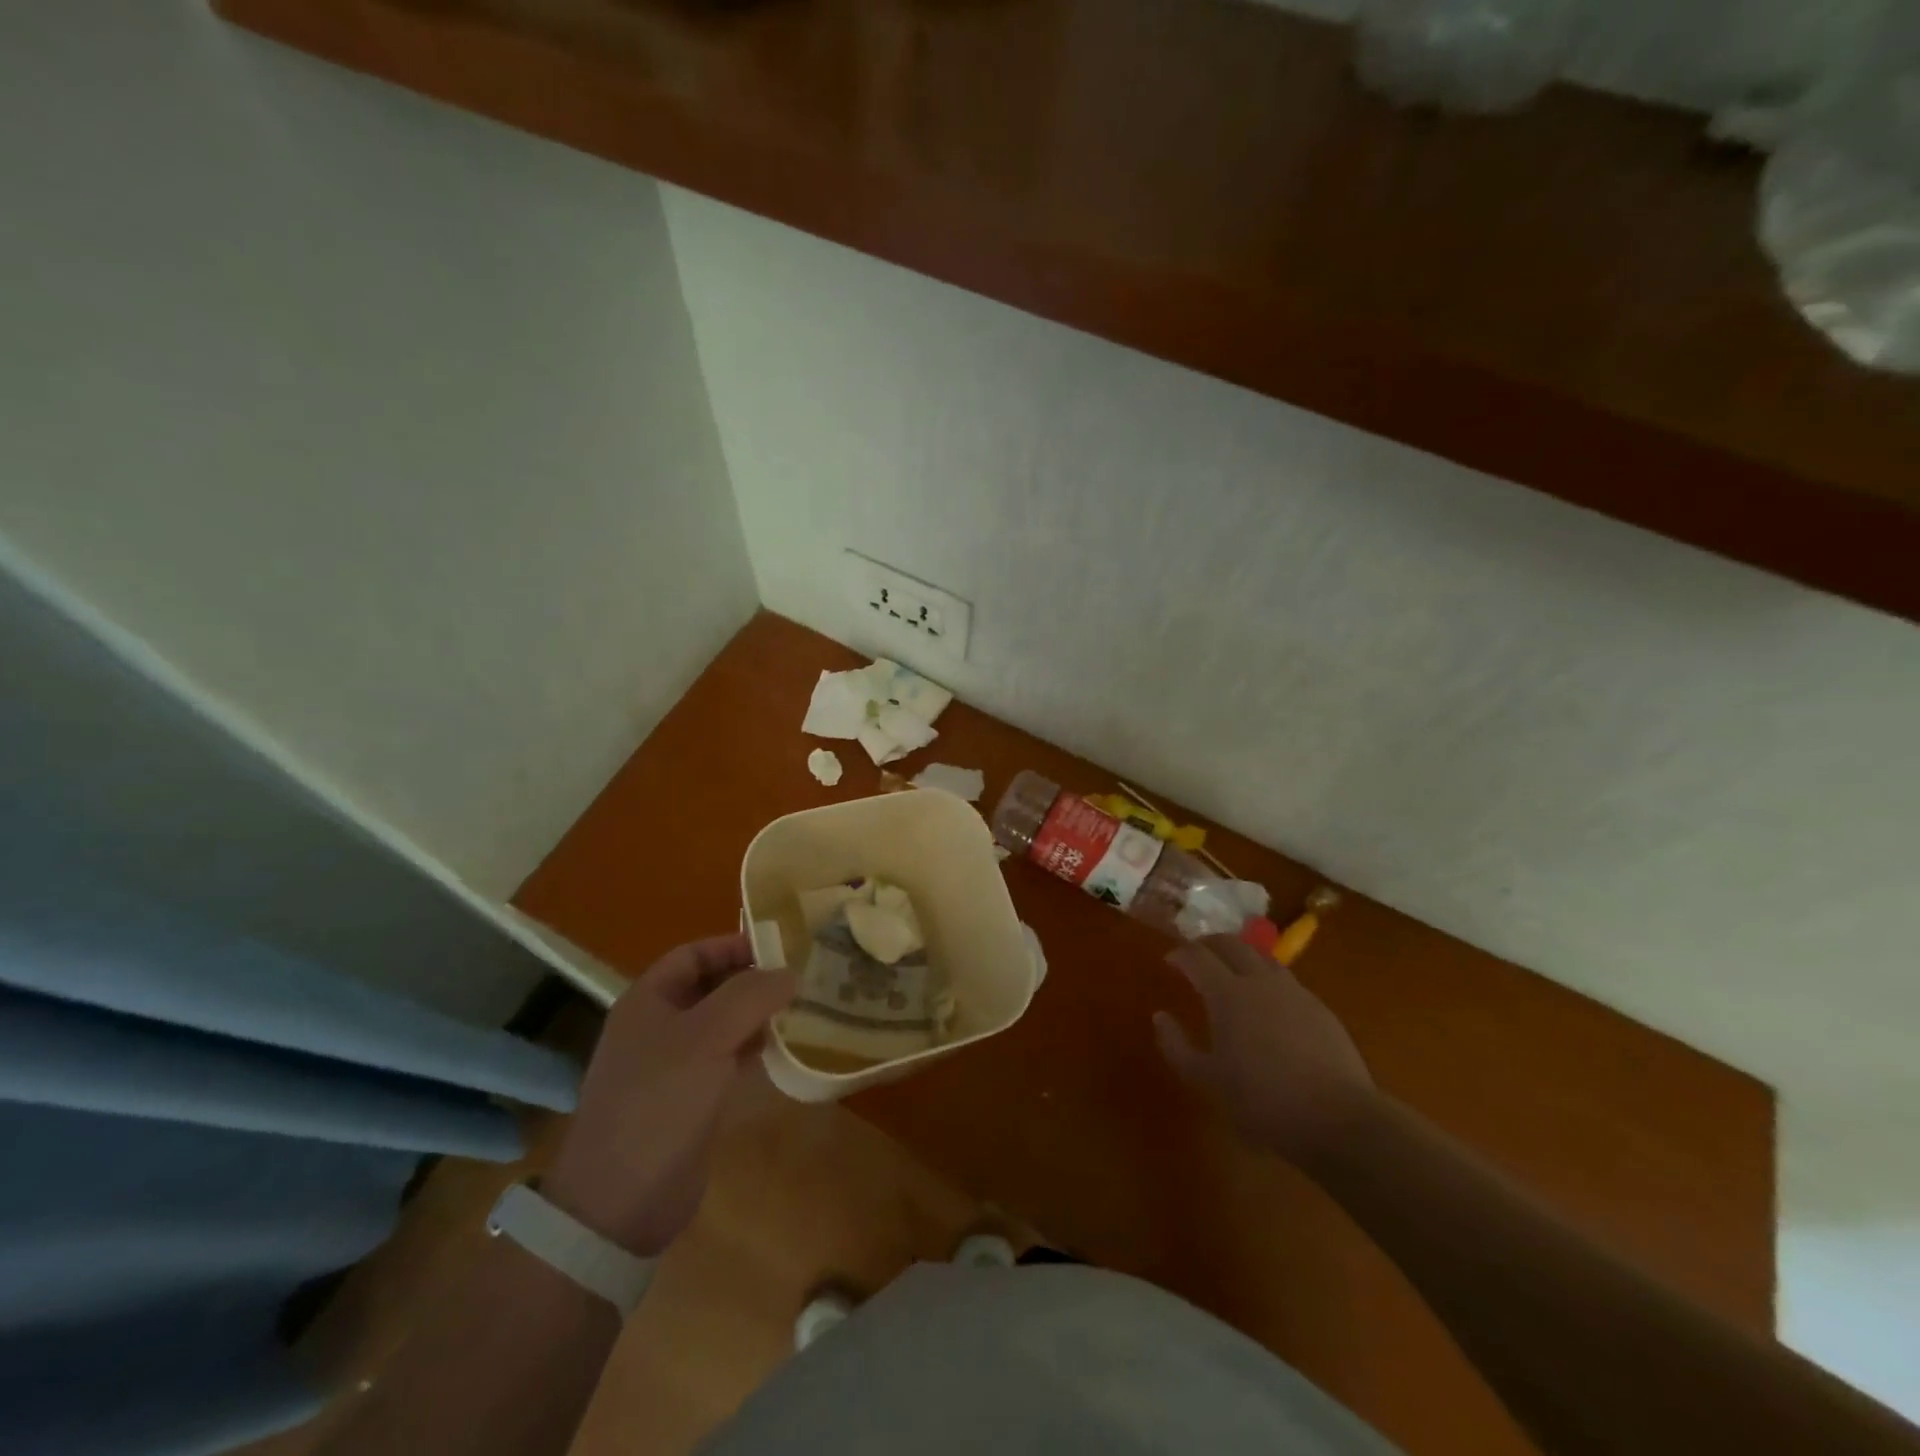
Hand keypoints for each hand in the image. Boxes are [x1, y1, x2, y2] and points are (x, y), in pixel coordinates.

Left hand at [542, 934, 795, 1256]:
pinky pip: (725, 1060)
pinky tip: (783, 1051)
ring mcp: (672, 1066)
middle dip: (752, 980)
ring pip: (722, 1025)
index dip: (734, 945)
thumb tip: (789, 973)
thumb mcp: (707, 1036)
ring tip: (801, 1010)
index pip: (694, 954)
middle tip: (800, 978)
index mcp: (648, 1001)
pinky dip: (753, 1050)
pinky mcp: (689, 1101)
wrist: (620, 1202)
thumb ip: (750, 996)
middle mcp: (658, 1027)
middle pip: (710, 987)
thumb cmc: (659, 1102)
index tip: (781, 949)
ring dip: (757, 1016)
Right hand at [1154, 934, 1376, 1165]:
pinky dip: (1267, 980)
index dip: (1179, 954)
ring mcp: (1294, 991)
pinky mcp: (1320, 1008)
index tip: (1169, 962)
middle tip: (1196, 956)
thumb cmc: (1262, 1100)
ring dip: (1241, 957)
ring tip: (1232, 974)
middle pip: (1231, 943)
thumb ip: (1177, 1045)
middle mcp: (1260, 980)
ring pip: (1262, 957)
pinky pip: (1286, 981)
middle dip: (1209, 944)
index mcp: (1227, 993)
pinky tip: (1268, 1005)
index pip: (1197, 956)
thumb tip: (1160, 1016)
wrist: (1338, 1119)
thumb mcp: (1207, 1080)